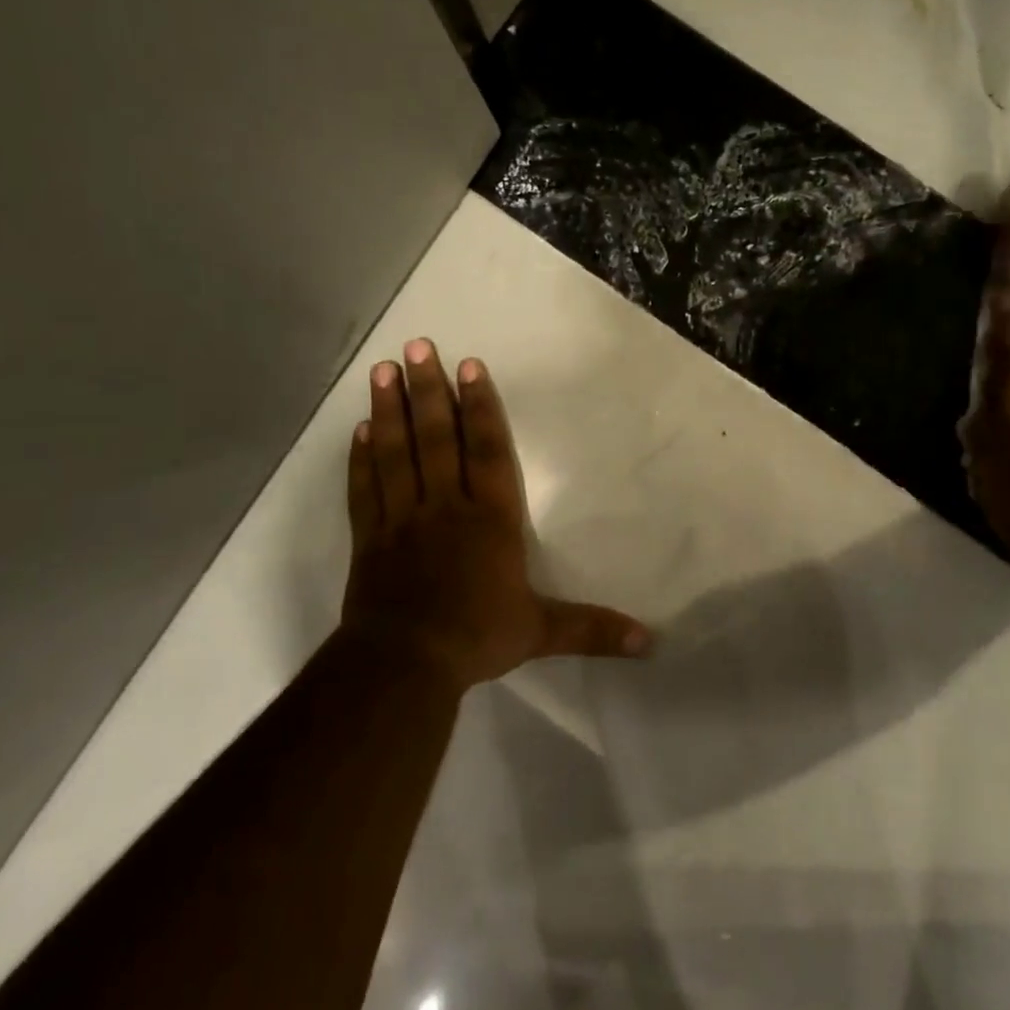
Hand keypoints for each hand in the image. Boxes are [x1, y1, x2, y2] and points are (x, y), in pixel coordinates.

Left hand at [339, 339, 650, 693]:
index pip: (487, 452)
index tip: (469, 366)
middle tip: (417, 345)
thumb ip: (592, 629)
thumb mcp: (541, 632)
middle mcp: (445, 507)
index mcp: (489, 520)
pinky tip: (359, 430)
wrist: (403, 664)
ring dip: (389, 409)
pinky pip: (365, 488)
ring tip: (382, 369)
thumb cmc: (476, 637)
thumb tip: (651, 641)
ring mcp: (402, 519)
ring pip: (396, 453)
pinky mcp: (369, 538)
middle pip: (436, 438)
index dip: (480, 407)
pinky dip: (361, 458)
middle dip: (429, 390)